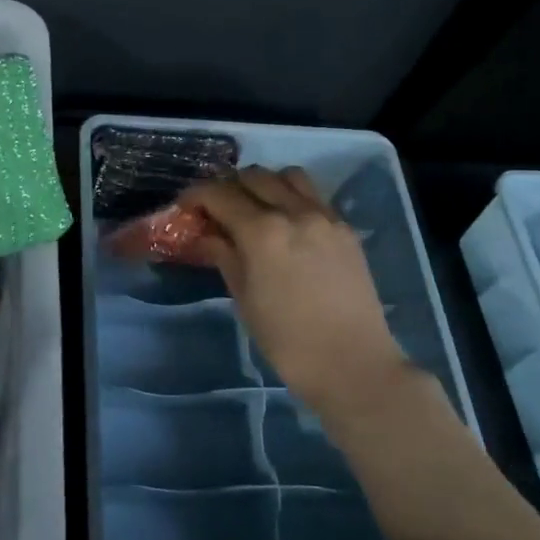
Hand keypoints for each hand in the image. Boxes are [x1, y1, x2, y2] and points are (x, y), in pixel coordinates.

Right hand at [182, 167, 407, 412]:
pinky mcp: (346, 229)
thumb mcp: (244, 298)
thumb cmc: (287, 340)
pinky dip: (293, 198)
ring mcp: (325, 217)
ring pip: (288, 176)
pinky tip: (287, 225)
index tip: (186, 207)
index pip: (220, 194)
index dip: (196, 196)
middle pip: (254, 176)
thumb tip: (207, 235)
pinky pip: (314, 196)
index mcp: (262, 232)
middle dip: (229, 187)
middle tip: (217, 210)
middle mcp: (294, 212)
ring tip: (255, 208)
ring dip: (265, 184)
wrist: (353, 363)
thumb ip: (224, 256)